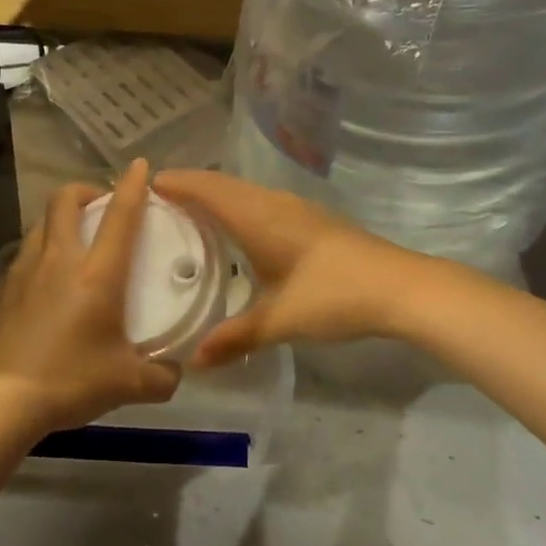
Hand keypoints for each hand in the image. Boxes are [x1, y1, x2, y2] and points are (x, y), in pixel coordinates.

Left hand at [0, 159, 181, 437]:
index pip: (121, 216)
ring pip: (42, 222)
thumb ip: (162, 376)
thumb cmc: (70, 381)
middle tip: (101, 204)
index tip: (140, 166)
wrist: (1, 400)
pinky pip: (25, 252)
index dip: (133, 186)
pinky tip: (48, 278)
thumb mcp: (128, 384)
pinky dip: (42, 249)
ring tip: (74, 238)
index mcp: (97, 274)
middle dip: (85, 190)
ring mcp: (25, 270)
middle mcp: (60, 260)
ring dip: (61, 218)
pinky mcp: (3, 287)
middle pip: (66, 201)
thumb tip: (177, 372)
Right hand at [153, 169, 428, 364]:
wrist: (401, 287)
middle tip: (157, 201)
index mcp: (258, 217)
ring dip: (215, 194)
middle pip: (222, 183)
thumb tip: (194, 361)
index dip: (176, 183)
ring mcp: (296, 208)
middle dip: (189, 185)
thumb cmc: (334, 296)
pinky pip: (260, 201)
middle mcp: (273, 203)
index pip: (207, 189)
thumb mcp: (280, 320)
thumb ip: (236, 337)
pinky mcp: (312, 220)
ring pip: (244, 190)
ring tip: (188, 212)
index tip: (144, 186)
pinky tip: (236, 229)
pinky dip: (236, 204)